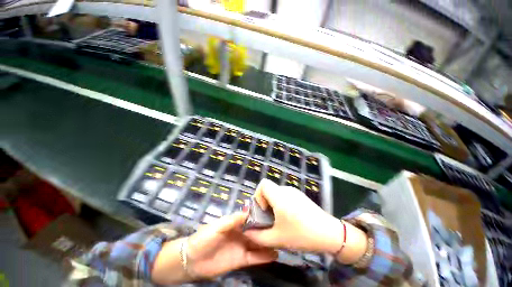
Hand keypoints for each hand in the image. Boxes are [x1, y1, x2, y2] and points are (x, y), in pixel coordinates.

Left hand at [187, 212, 276, 278]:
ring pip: (258, 244)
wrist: (192, 260)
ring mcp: (242, 247)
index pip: (251, 217)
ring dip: (268, 243)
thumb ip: (233, 219)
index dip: (261, 215)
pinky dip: (264, 257)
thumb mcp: (218, 226)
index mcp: (236, 223)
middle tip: (282, 227)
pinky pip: (255, 257)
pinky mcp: (241, 260)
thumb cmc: (204, 238)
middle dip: (267, 229)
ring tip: (282, 241)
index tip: (273, 213)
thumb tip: (249, 210)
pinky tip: (274, 254)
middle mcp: (241, 233)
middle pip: (257, 230)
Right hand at [244, 179, 342, 253]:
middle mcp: (286, 189)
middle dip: (265, 203)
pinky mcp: (300, 196)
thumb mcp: (277, 239)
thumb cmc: (302, 235)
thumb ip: (258, 236)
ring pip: (276, 193)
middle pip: (269, 189)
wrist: (330, 234)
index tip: (263, 210)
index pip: (263, 183)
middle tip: (269, 219)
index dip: (258, 195)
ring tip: (280, 220)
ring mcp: (295, 191)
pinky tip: (290, 218)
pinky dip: (281, 204)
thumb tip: (247, 231)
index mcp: (279, 196)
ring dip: (273, 204)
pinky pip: (285, 195)